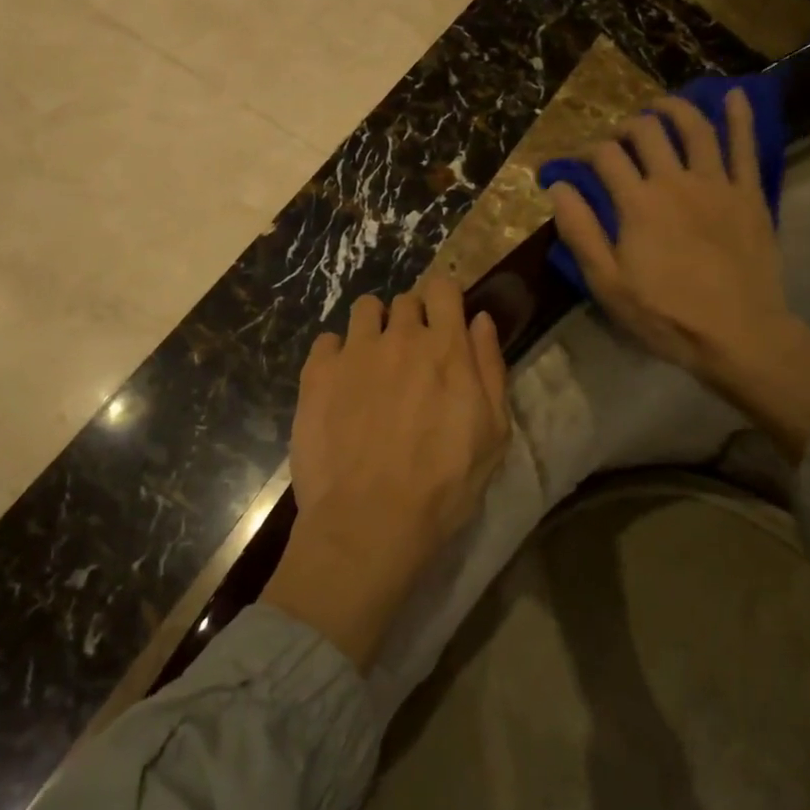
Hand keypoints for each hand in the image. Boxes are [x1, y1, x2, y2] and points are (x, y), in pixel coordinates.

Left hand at [261, 276, 509, 669]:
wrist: (369, 521)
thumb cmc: (443, 485)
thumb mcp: (492, 433)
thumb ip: (489, 367)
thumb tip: (480, 320)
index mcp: (446, 348)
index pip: (443, 287)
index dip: (444, 300)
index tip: (443, 321)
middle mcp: (399, 337)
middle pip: (405, 300)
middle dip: (411, 320)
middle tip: (411, 359)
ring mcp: (354, 352)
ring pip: (364, 309)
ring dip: (373, 328)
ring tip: (373, 365)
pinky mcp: (317, 372)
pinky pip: (327, 340)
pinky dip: (336, 355)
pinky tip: (340, 386)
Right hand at [547, 88, 809, 459]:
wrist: (739, 335)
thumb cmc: (665, 314)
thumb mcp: (607, 283)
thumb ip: (581, 231)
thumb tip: (558, 186)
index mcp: (638, 203)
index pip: (606, 157)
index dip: (586, 152)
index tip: (576, 163)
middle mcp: (676, 182)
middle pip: (647, 133)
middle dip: (625, 128)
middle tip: (618, 140)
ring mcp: (717, 184)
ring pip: (695, 129)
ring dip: (674, 110)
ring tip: (660, 107)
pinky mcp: (749, 195)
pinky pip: (746, 147)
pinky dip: (739, 117)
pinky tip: (734, 96)